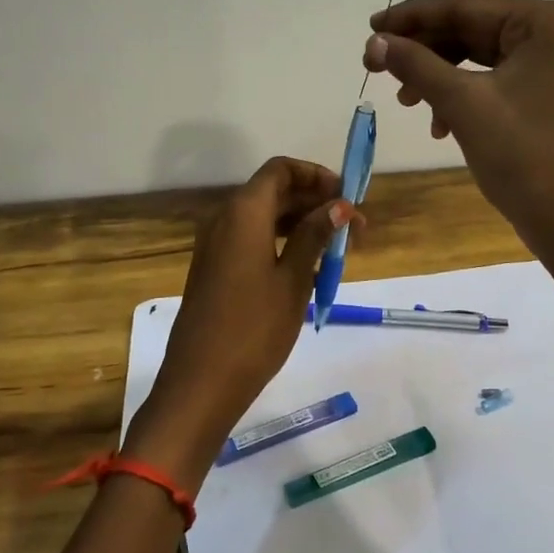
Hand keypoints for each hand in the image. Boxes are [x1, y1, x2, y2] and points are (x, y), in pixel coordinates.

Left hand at [122, 157, 358, 490]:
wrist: (201, 382)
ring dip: (300, 224)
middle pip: (273, 191)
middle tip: (353, 229)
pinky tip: (306, 267)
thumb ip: (315, 236)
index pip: (281, 170)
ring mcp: (215, 245)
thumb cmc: (254, 328)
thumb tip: (338, 204)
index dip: (316, 176)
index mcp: (243, 212)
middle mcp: (224, 219)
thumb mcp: (294, 280)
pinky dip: (280, 242)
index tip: (347, 198)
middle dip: (314, 202)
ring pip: (263, 217)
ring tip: (337, 250)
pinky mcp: (213, 268)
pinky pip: (250, 239)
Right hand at [362, 0, 553, 264]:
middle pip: (470, 28)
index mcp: (545, 21)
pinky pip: (490, 79)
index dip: (411, 16)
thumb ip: (416, 65)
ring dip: (436, 75)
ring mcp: (551, 63)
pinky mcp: (544, 91)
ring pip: (477, 56)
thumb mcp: (463, 104)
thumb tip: (374, 42)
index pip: (465, 5)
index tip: (369, 29)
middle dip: (422, 49)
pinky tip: (438, 124)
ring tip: (404, 101)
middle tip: (375, 66)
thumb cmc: (524, 157)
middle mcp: (553, 32)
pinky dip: (459, 95)